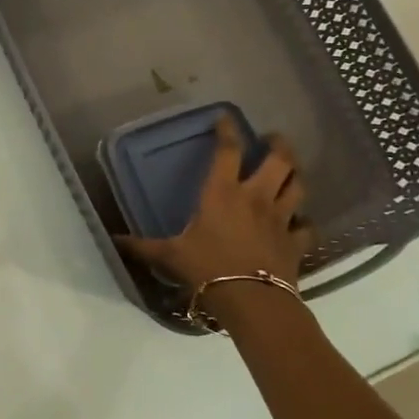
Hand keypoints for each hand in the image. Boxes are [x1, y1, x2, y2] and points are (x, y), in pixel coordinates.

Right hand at [115, 120, 315, 289]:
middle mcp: (255, 198)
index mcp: (222, 193)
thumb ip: (141, 247)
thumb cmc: (206, 269)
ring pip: (297, 186)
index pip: (227, 151)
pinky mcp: (295, 242)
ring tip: (290, 168)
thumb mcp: (168, 256)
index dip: (227, 130)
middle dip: (278, 145)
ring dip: (295, 173)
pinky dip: (303, 220)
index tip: (226, 117)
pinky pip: (306, 225)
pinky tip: (299, 220)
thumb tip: (111, 241)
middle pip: (278, 161)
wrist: (251, 300)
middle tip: (273, 138)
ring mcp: (280, 219)